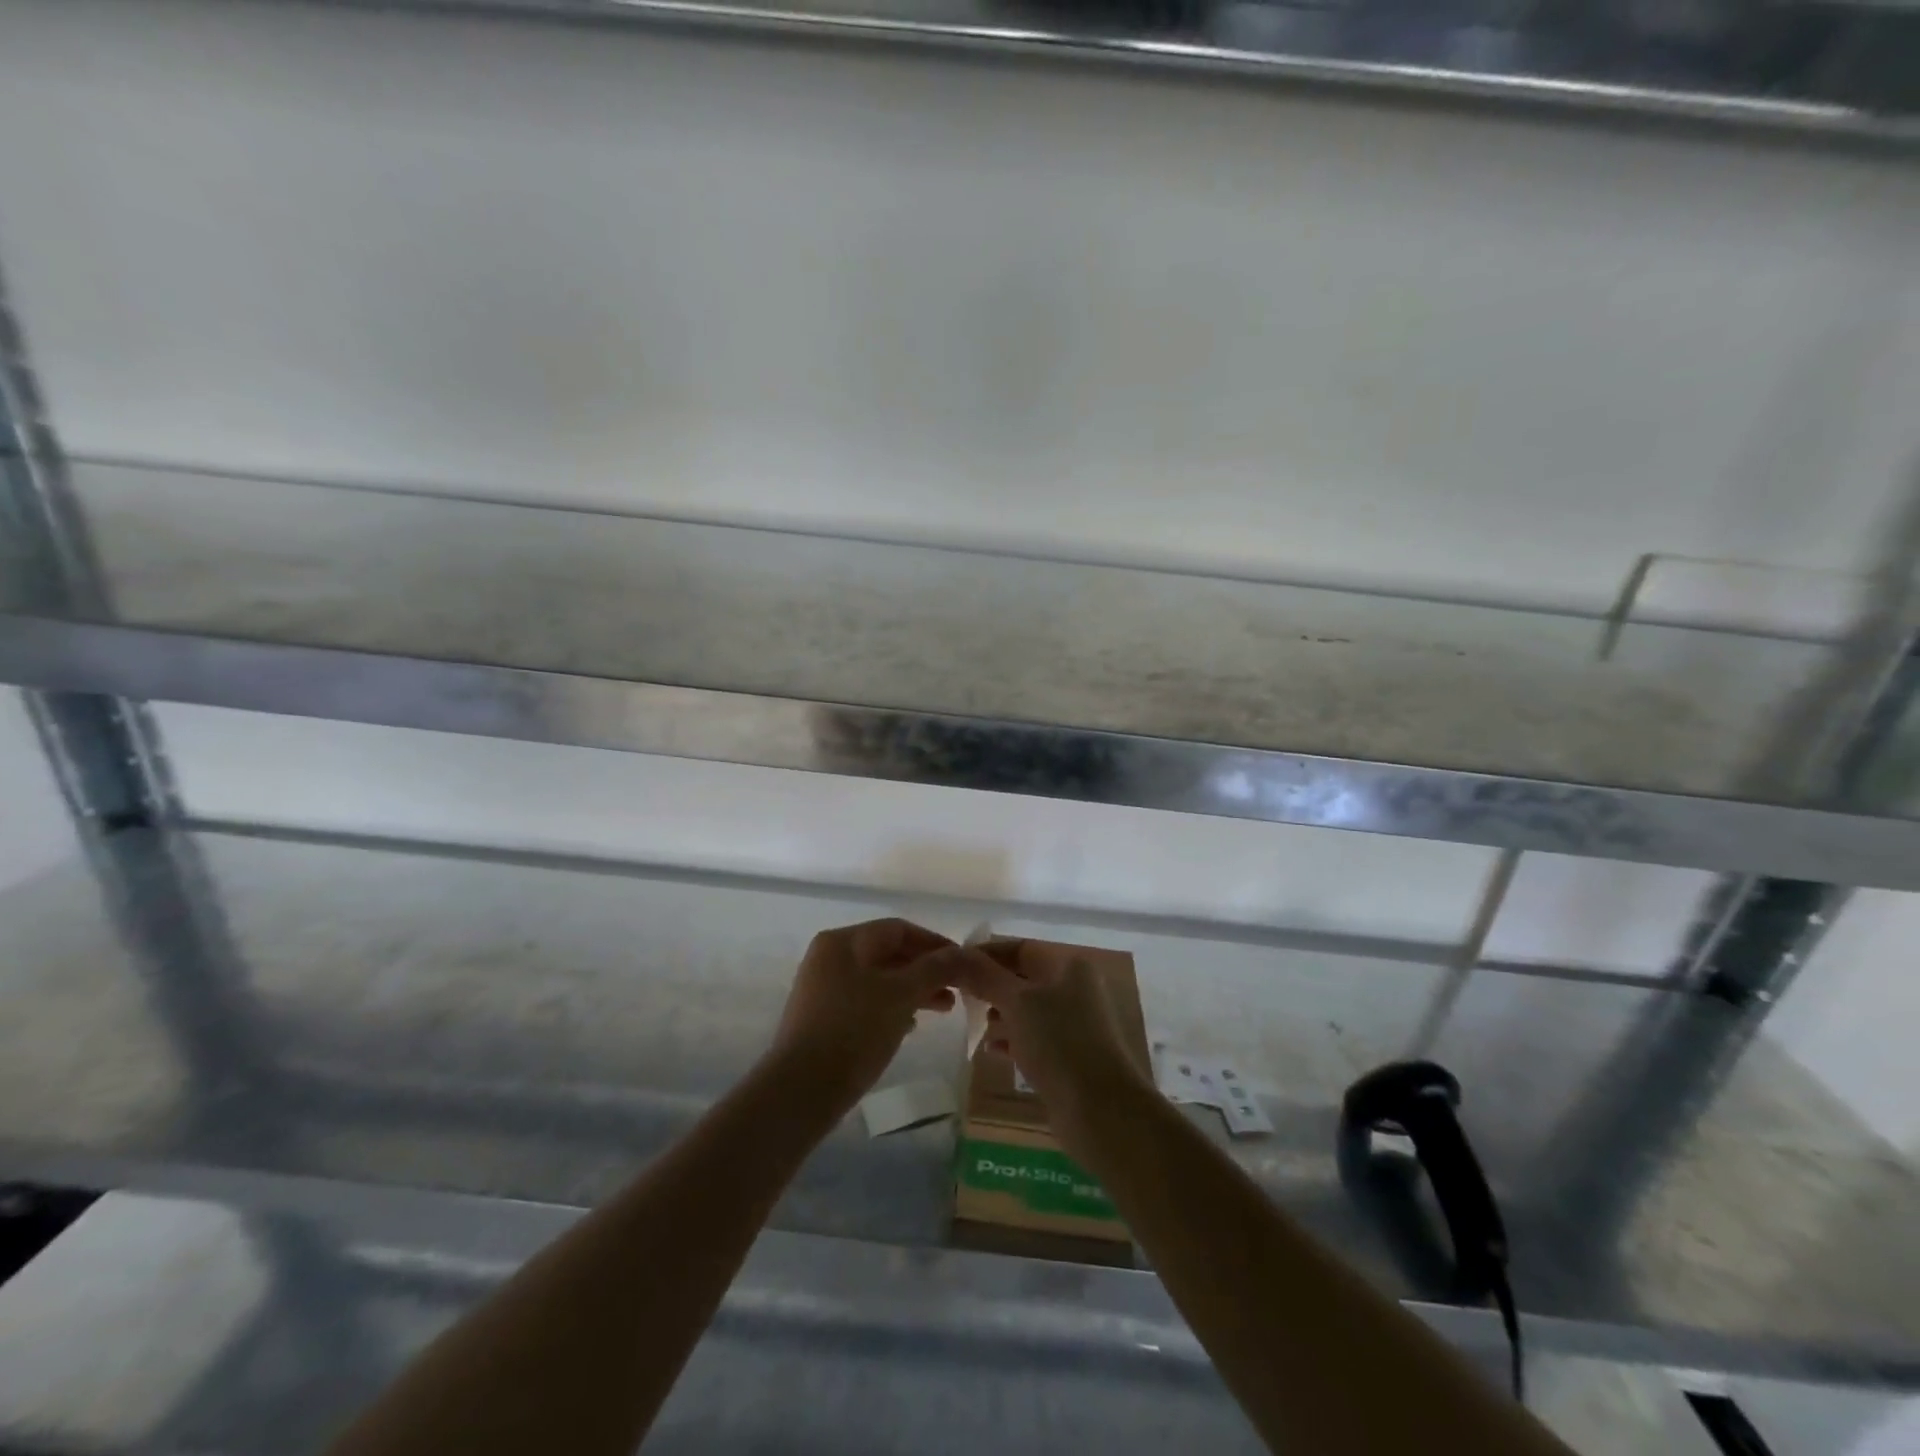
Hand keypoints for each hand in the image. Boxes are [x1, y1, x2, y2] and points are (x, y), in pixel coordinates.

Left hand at [765, 919, 959, 1117]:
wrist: (801, 1091)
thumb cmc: (854, 1031)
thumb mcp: (901, 995)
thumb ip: (935, 969)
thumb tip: (965, 954)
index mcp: (843, 942)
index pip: (898, 929)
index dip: (934, 943)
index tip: (963, 964)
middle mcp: (829, 958)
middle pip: (888, 953)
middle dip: (926, 970)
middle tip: (957, 990)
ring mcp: (823, 990)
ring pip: (879, 980)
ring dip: (913, 990)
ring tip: (943, 1010)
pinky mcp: (823, 1020)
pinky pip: (867, 1002)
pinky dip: (893, 1008)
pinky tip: (911, 1027)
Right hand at [953, 941, 1151, 1125]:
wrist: (1101, 1110)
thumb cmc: (1059, 1042)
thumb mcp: (1017, 1002)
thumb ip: (984, 976)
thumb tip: (954, 954)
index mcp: (1070, 966)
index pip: (1021, 948)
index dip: (987, 954)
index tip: (954, 965)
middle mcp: (1075, 989)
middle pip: (1024, 979)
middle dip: (991, 986)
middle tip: (958, 996)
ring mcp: (1074, 1025)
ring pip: (1028, 1010)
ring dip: (999, 1013)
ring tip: (971, 1022)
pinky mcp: (1070, 1057)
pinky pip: (1034, 1038)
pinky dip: (1011, 1039)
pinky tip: (990, 1050)